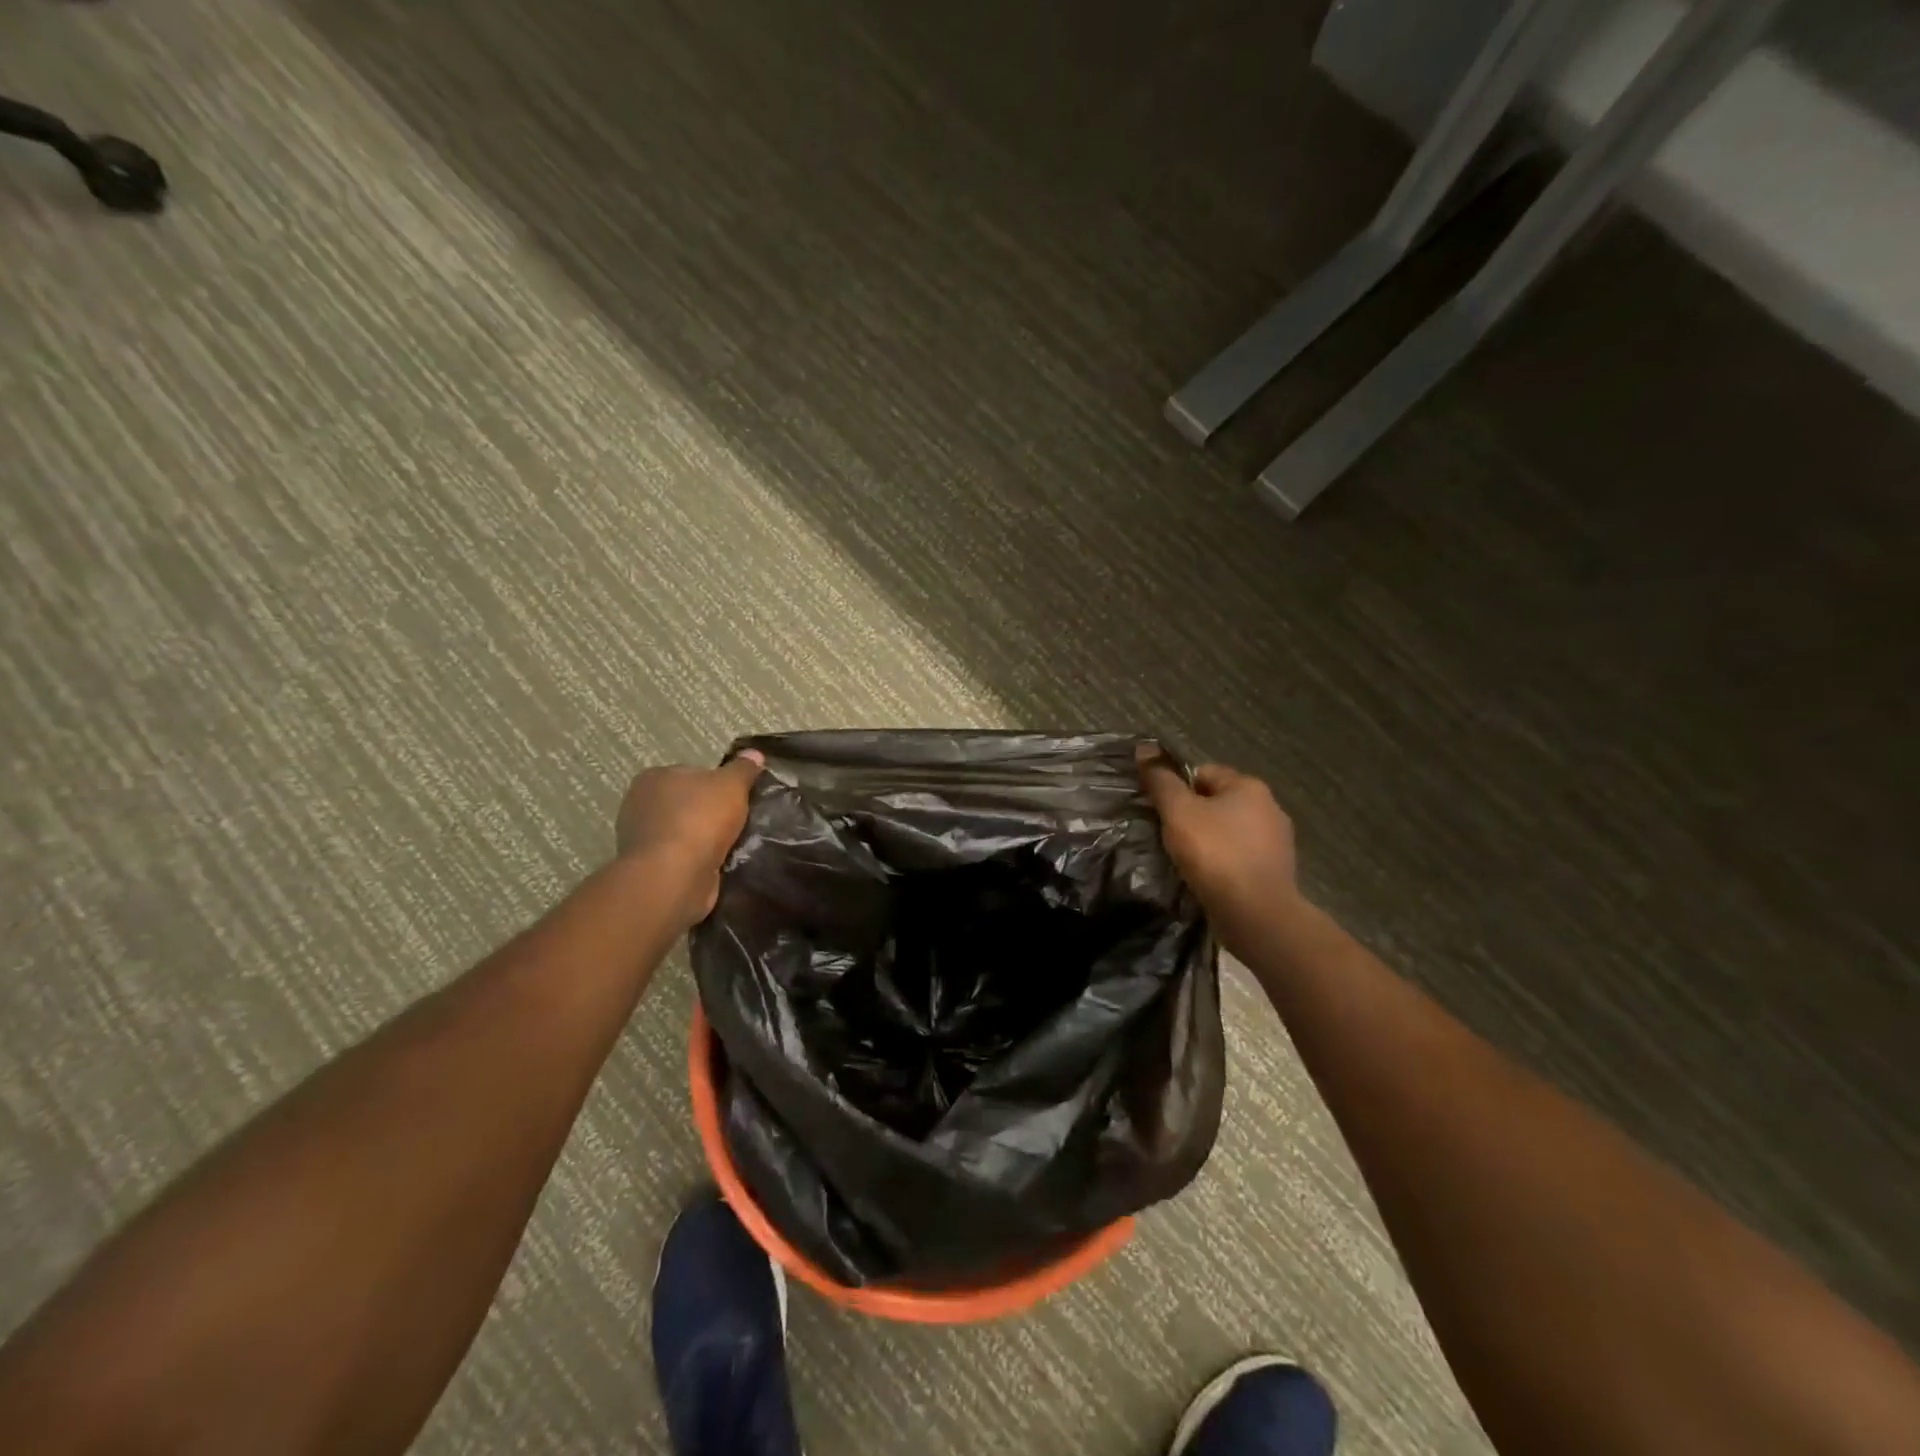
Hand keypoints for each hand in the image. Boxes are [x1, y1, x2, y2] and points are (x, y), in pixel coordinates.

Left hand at [615, 751, 763, 925]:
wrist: (674, 877)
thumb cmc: (699, 820)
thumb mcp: (731, 785)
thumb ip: (743, 769)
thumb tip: (755, 753)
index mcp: (655, 777)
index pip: (693, 774)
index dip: (719, 784)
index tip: (739, 798)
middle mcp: (641, 805)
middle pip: (689, 803)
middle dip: (712, 813)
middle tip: (742, 821)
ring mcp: (642, 839)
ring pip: (687, 832)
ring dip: (707, 839)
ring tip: (736, 845)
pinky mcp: (651, 868)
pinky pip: (684, 858)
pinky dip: (700, 861)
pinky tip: (721, 864)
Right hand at [1139, 751, 1305, 938]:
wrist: (1256, 914)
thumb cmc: (1215, 854)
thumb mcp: (1179, 812)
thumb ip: (1161, 780)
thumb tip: (1144, 748)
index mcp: (1249, 786)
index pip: (1203, 772)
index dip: (1177, 788)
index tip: (1161, 812)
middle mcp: (1269, 808)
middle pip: (1217, 801)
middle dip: (1192, 815)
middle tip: (1168, 836)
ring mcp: (1276, 842)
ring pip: (1229, 831)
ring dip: (1208, 841)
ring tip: (1185, 860)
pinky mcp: (1275, 871)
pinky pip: (1239, 857)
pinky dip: (1222, 863)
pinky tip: (1207, 878)